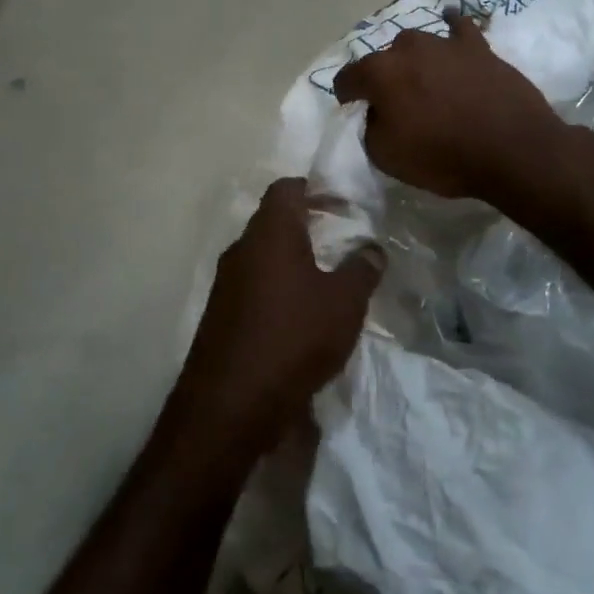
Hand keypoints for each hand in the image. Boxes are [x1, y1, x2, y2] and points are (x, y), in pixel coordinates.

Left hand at [175, 178, 382, 452]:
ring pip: (263, 255)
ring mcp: (226, 283)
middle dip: (307, 223)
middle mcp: (241, 249)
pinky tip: (301, 312)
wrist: (230, 405)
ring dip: (293, 258)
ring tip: (327, 275)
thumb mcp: (344, 303)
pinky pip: (254, 285)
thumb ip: (361, 270)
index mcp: (269, 233)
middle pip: (273, 220)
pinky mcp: (221, 315)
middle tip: (342, 236)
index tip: (343, 203)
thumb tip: (372, 248)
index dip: (314, 188)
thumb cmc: (293, 338)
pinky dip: (278, 286)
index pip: (286, 189)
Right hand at [332, 13, 568, 203]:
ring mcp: (445, 43)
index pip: (348, 78)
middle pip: (383, 59)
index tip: (353, 110)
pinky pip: (459, 27)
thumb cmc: (443, 156)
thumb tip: (375, 113)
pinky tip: (450, 24)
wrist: (513, 150)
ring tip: (423, 81)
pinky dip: (451, 27)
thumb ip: (370, 128)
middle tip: (395, 103)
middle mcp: (408, 48)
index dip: (346, 96)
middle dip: (383, 78)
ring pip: (417, 44)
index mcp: (380, 73)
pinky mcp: (478, 47)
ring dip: (414, 61)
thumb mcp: (386, 156)